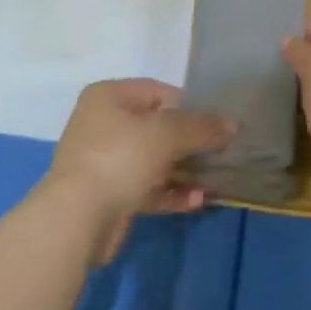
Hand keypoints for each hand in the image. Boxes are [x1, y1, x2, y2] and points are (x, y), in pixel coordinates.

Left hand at [45, 79, 232, 260]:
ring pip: (154, 160)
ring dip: (185, 170)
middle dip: (191, 142)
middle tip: (223, 152)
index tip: (218, 123)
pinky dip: (171, 192)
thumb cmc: (121, 158)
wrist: (78, 217)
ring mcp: (105, 160)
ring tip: (216, 180)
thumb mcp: (167, 134)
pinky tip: (197, 200)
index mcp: (109, 96)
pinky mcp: (109, 194)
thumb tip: (232, 124)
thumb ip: (202, 127)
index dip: (190, 105)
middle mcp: (103, 123)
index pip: (158, 92)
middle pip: (157, 127)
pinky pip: (147, 187)